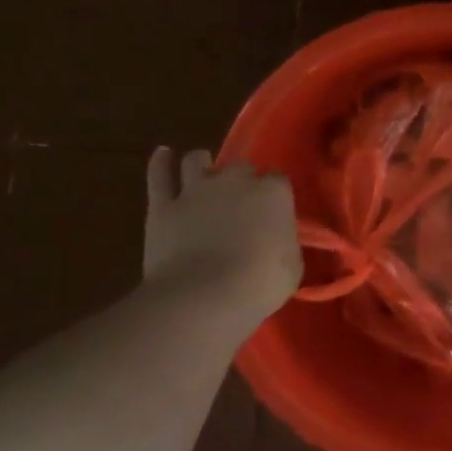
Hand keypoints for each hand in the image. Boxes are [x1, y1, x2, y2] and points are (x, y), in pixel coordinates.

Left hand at [144, 147, 301, 326]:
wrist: (204, 296)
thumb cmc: (260, 284)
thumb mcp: (291, 266)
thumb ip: (284, 242)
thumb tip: (277, 239)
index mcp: (273, 193)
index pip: (278, 181)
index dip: (274, 196)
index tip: (273, 214)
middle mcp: (235, 180)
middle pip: (241, 167)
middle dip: (241, 181)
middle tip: (239, 205)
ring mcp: (196, 189)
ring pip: (197, 160)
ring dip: (202, 165)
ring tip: (203, 174)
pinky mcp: (163, 205)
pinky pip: (160, 175)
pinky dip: (161, 163)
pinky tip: (163, 155)